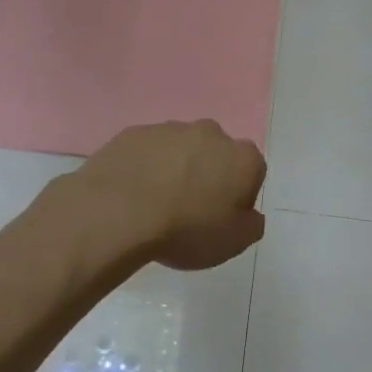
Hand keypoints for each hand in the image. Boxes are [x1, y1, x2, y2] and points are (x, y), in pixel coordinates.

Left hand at [71, 120, 266, 270]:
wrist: (119, 213)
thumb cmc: (187, 229)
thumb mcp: (234, 242)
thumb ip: (251, 225)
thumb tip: (249, 215)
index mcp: (243, 158)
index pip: (252, 173)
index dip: (239, 197)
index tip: (221, 218)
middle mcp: (211, 133)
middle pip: (216, 155)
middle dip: (208, 176)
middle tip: (190, 210)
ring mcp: (170, 129)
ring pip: (181, 150)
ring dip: (176, 169)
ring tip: (156, 203)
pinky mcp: (134, 132)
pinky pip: (148, 151)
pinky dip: (146, 167)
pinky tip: (134, 193)